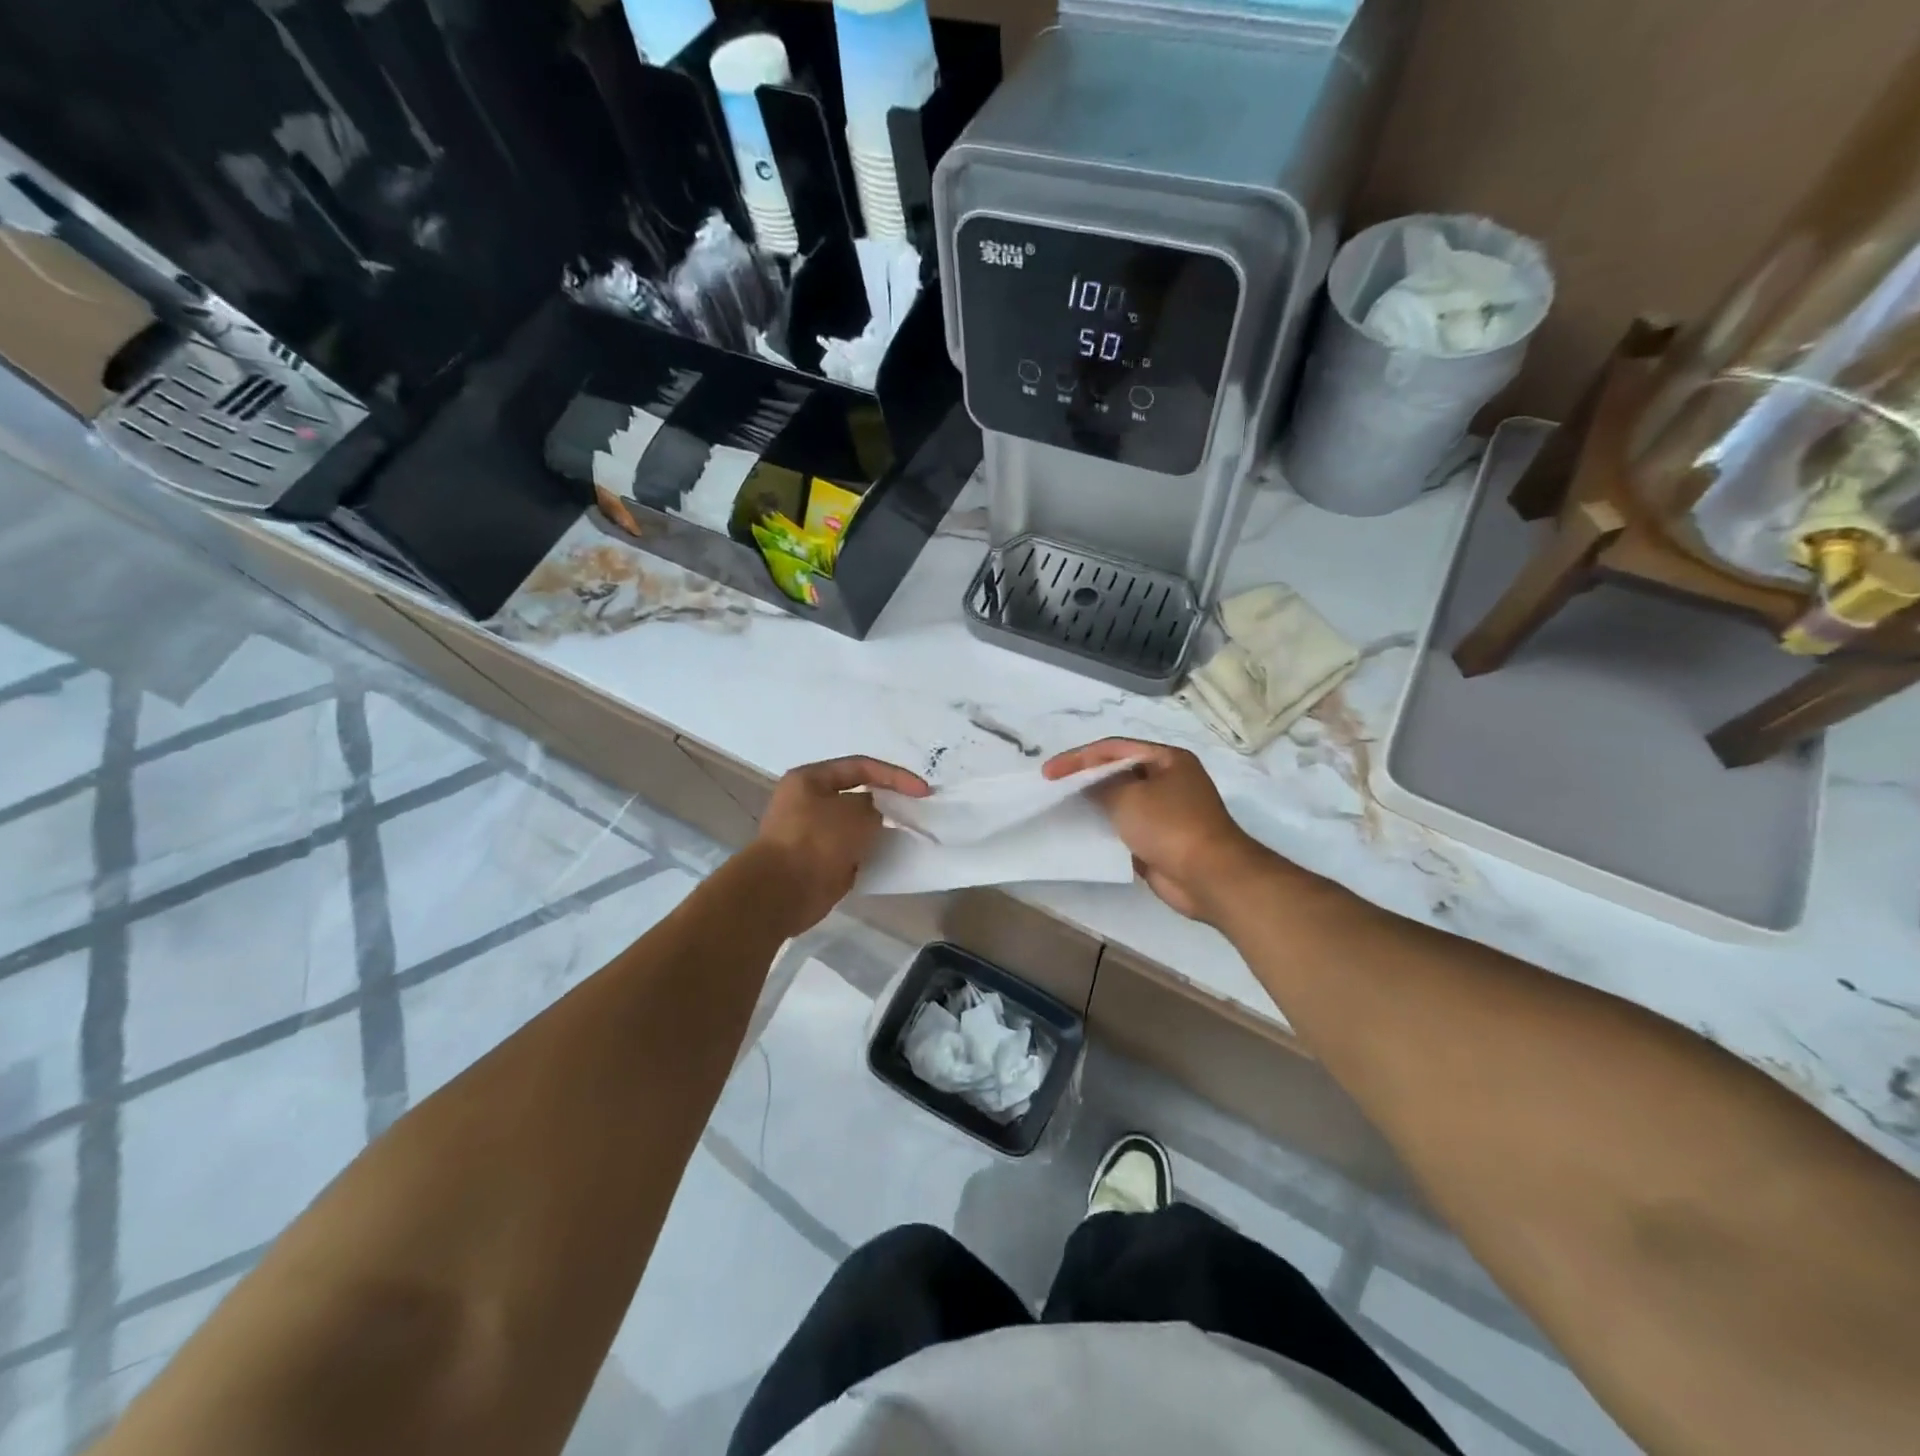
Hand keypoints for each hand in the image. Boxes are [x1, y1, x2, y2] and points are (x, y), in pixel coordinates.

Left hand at [749, 756, 929, 933]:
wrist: (781, 892)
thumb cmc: (817, 841)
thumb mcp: (855, 813)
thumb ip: (874, 806)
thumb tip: (873, 814)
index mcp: (810, 779)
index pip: (861, 767)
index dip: (895, 775)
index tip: (923, 791)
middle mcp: (808, 801)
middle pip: (857, 795)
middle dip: (887, 802)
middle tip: (916, 811)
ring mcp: (812, 833)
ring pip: (855, 825)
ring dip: (878, 830)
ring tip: (907, 834)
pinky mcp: (818, 861)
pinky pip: (851, 851)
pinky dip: (868, 853)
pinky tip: (889, 857)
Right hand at [1044, 739, 1271, 925]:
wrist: (1209, 876)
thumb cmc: (1170, 826)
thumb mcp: (1128, 797)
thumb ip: (1101, 785)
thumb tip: (1089, 785)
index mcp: (1167, 759)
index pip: (1114, 748)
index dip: (1078, 757)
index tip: (1049, 772)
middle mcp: (1168, 779)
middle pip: (1118, 771)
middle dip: (1086, 778)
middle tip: (1054, 788)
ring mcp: (1166, 811)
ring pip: (1121, 800)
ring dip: (1094, 804)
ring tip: (1062, 808)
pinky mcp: (1161, 839)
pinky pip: (1126, 827)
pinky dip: (1106, 828)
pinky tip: (1083, 833)